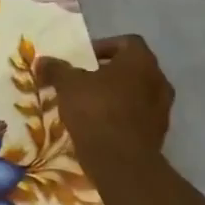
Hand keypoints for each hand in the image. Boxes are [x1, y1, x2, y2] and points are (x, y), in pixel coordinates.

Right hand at [36, 34, 173, 163]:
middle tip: (84, 80)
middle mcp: (158, 81)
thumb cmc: (96, 111)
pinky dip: (122, 115)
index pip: (128, 42)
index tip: (84, 59)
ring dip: (116, 94)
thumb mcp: (67, 85)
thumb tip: (42, 61)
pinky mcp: (159, 133)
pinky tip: (100, 124)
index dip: (105, 46)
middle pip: (133, 68)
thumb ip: (56, 69)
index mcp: (141, 62)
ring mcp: (163, 109)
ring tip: (90, 104)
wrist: (121, 161)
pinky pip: (138, 115)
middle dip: (109, 72)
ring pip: (137, 92)